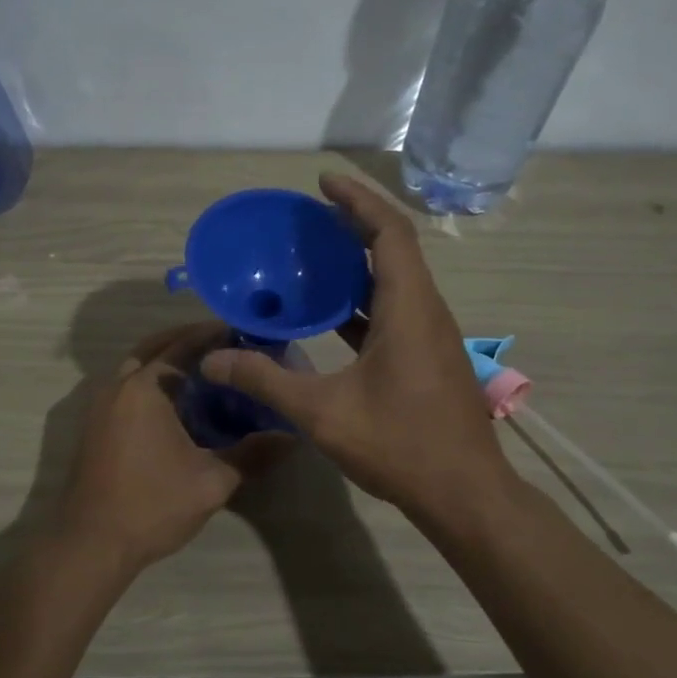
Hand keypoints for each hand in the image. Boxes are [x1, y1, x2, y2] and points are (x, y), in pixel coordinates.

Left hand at [57, 322, 289, 571]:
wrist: (91, 543)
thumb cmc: (152, 505)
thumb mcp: (212, 481)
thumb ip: (252, 454)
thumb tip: (291, 436)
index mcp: (145, 388)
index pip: (182, 346)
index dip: (212, 335)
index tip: (242, 330)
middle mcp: (118, 386)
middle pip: (154, 347)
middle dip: (186, 340)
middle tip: (223, 342)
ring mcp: (100, 406)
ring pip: (135, 366)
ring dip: (165, 359)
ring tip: (203, 369)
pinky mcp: (95, 425)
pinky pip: (126, 387)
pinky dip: (150, 380)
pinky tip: (175, 402)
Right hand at [200, 173, 508, 518]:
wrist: (464, 494)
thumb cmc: (399, 445)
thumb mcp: (322, 413)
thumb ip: (264, 381)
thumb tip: (212, 362)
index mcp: (408, 308)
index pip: (389, 232)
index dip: (358, 200)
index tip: (323, 182)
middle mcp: (425, 311)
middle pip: (394, 248)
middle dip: (354, 224)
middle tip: (309, 216)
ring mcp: (430, 336)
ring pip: (396, 280)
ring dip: (359, 262)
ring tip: (314, 256)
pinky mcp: (427, 358)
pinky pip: (394, 310)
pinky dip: (362, 300)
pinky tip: (330, 314)